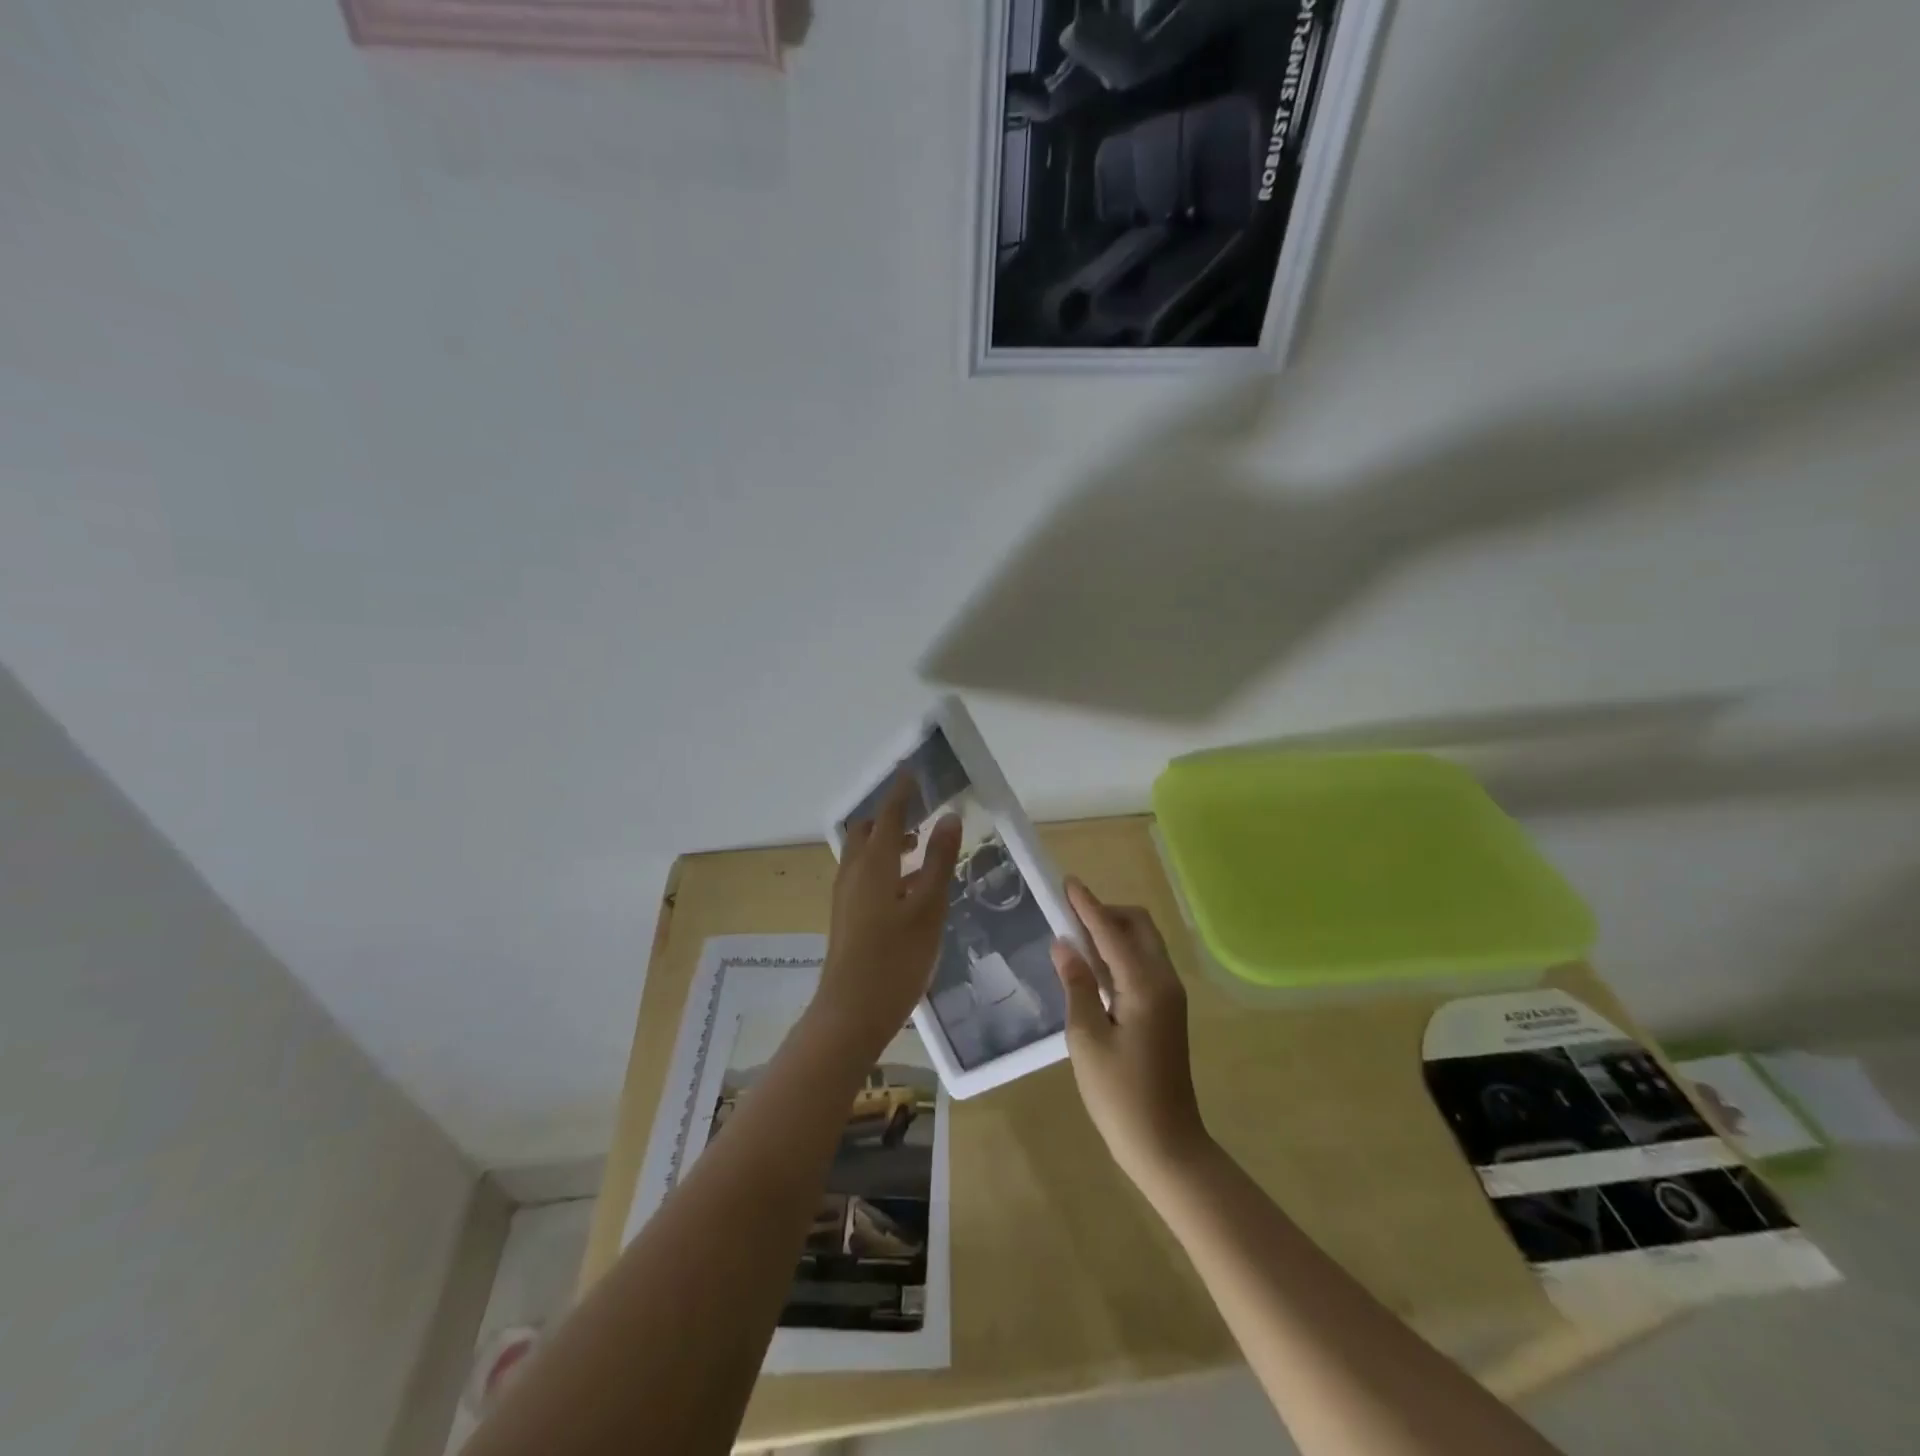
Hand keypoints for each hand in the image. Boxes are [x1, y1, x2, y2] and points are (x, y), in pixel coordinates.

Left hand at [815, 776, 961, 1054]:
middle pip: (867, 831)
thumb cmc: (896, 959)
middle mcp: (853, 872)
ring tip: (920, 847)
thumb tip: (948, 817)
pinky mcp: (846, 916)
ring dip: (887, 841)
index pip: (888, 815)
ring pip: (863, 854)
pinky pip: (863, 874)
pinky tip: (908, 887)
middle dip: (890, 816)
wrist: (850, 1014)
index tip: (913, 772)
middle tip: (920, 812)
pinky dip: (884, 864)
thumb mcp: (928, 908)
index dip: (901, 793)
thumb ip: (938, 861)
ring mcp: (845, 896)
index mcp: (874, 864)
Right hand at [1052, 879, 1208, 1190]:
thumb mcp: (1086, 1039)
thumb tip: (1063, 944)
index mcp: (1145, 985)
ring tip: (1074, 935)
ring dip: (1112, 932)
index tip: (1067, 881)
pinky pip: (1143, 964)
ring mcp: (1169, 996)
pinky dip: (1119, 954)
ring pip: (1143, 944)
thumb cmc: (1119, 1095)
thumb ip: (1076, 985)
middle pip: (1138, 926)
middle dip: (1105, 913)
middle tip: (1068, 915)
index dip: (1087, 905)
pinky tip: (1092, 966)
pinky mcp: (1167, 1011)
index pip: (1111, 930)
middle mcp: (1164, 981)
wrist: (1166, 1145)